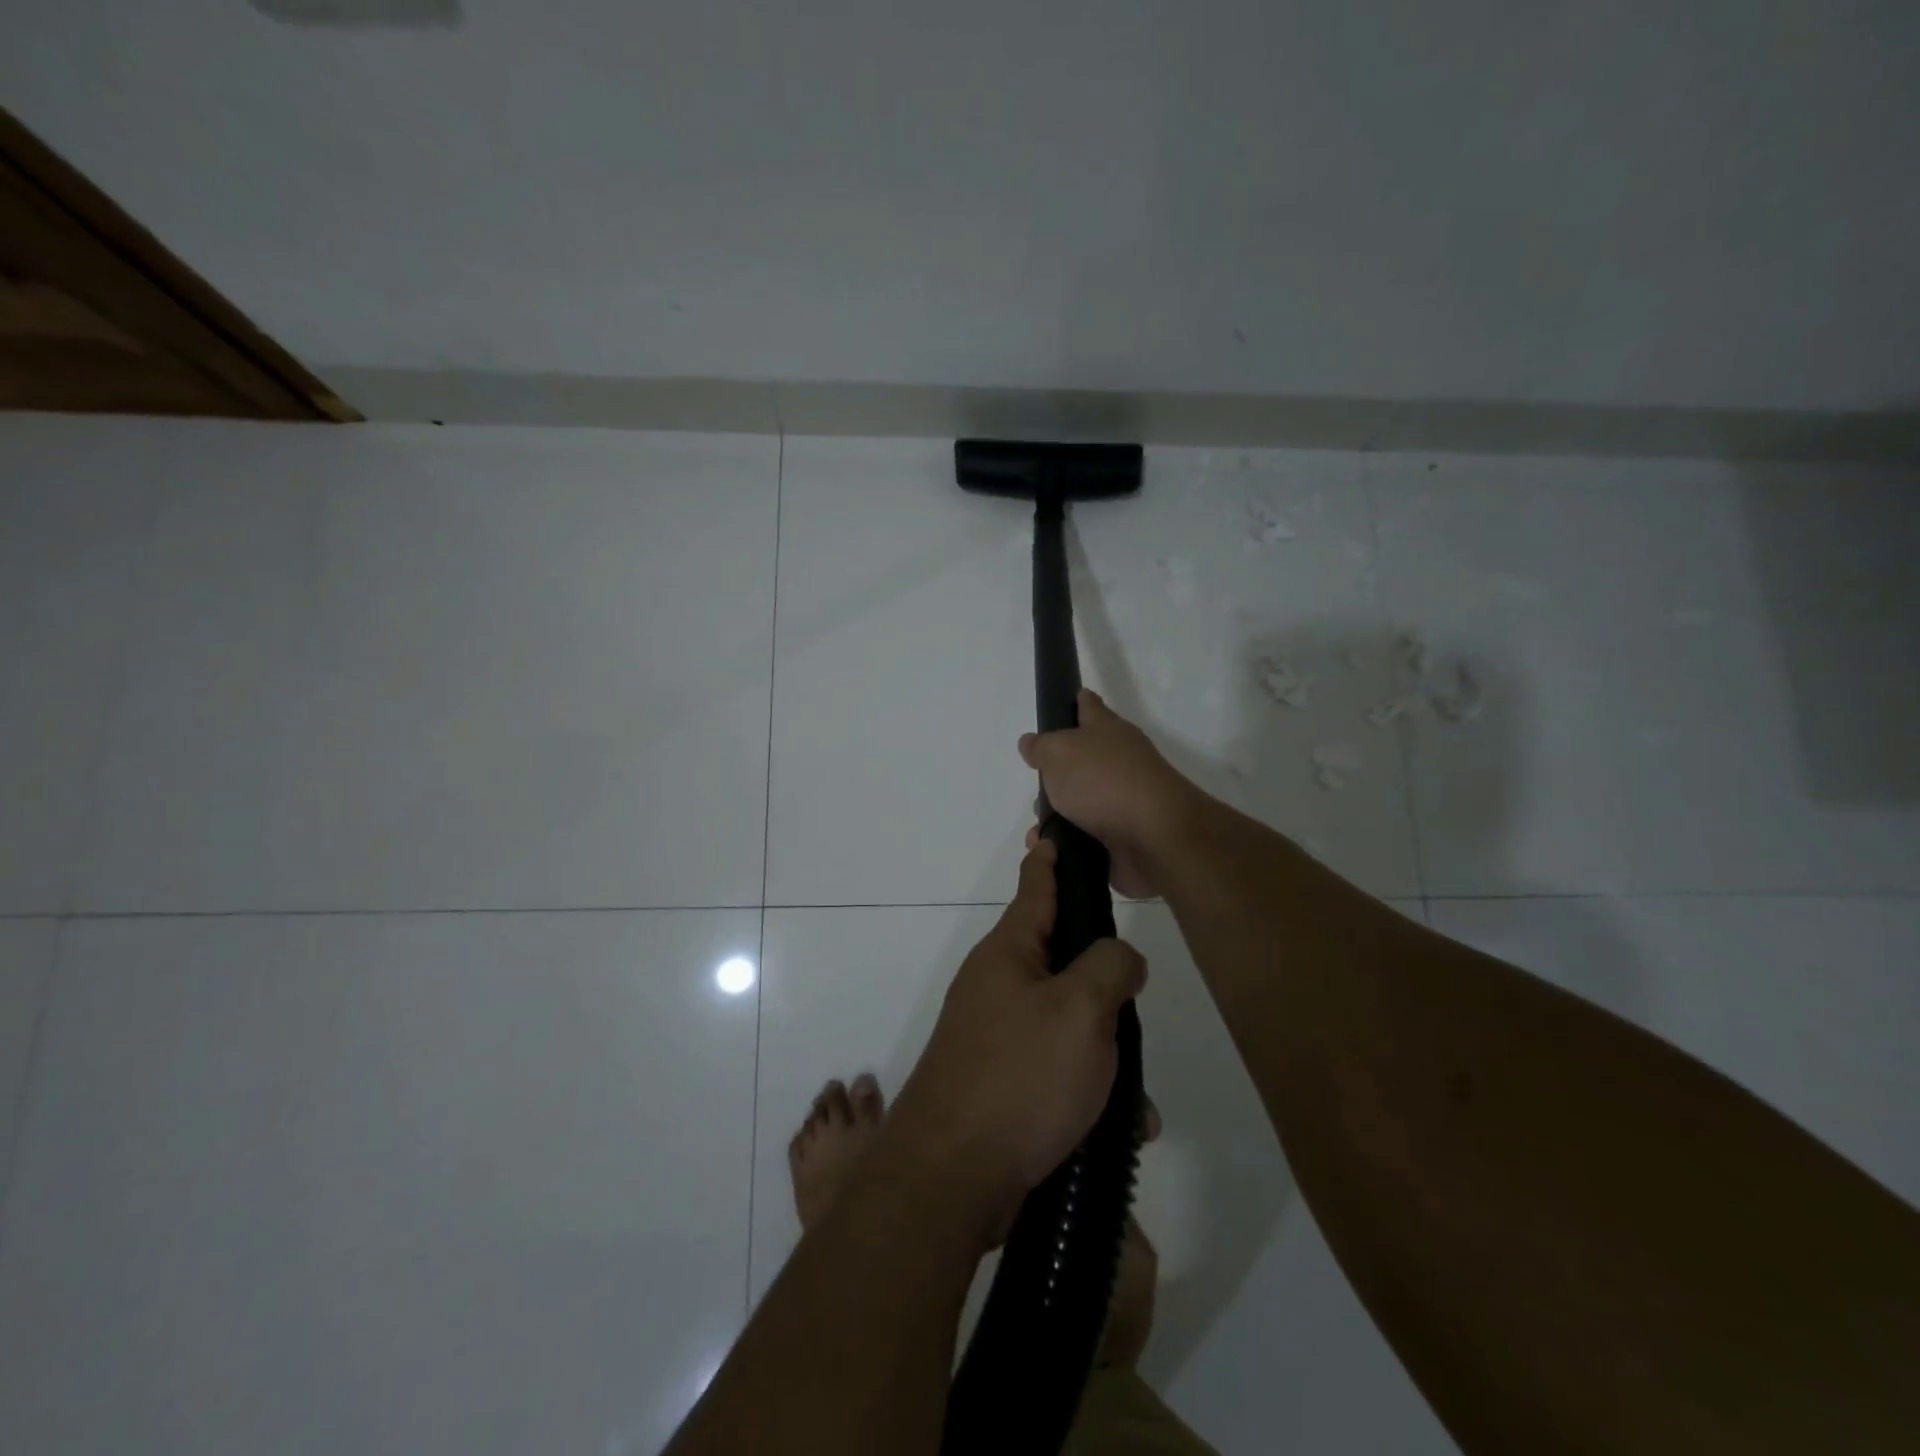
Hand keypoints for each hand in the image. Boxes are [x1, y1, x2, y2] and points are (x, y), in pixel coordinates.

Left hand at [884, 839, 1146, 1242]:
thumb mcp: (1080, 1011)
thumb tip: (1119, 957)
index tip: (1053, 828)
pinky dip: (1089, 1091)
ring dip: (1106, 1054)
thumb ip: (1110, 967)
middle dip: (1106, 985)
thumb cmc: (1018, 1077)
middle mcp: (999, 985)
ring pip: (1069, 1023)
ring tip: (1136, 1100)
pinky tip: (1119, 1130)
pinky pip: (1058, 1070)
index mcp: (1009, 952)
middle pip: (1064, 960)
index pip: (1036, 885)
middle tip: (1136, 1007)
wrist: (950, 1178)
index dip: (1050, 856)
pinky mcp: (1002, 1081)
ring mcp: (997, 1034)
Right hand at [1019, 689, 1197, 899]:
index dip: (1077, 701)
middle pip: (1081, 760)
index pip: (1090, 707)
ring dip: (1056, 814)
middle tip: (1037, 785)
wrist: (1152, 837)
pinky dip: (1064, 841)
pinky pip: (1083, 836)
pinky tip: (1048, 847)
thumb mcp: (1059, 752)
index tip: (1071, 698)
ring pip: (1079, 802)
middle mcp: (1118, 761)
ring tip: (1038, 827)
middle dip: (1056, 774)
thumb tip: (1031, 743)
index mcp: (1107, 731)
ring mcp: (1122, 800)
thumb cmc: (1103, 781)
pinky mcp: (1121, 836)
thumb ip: (1041, 746)